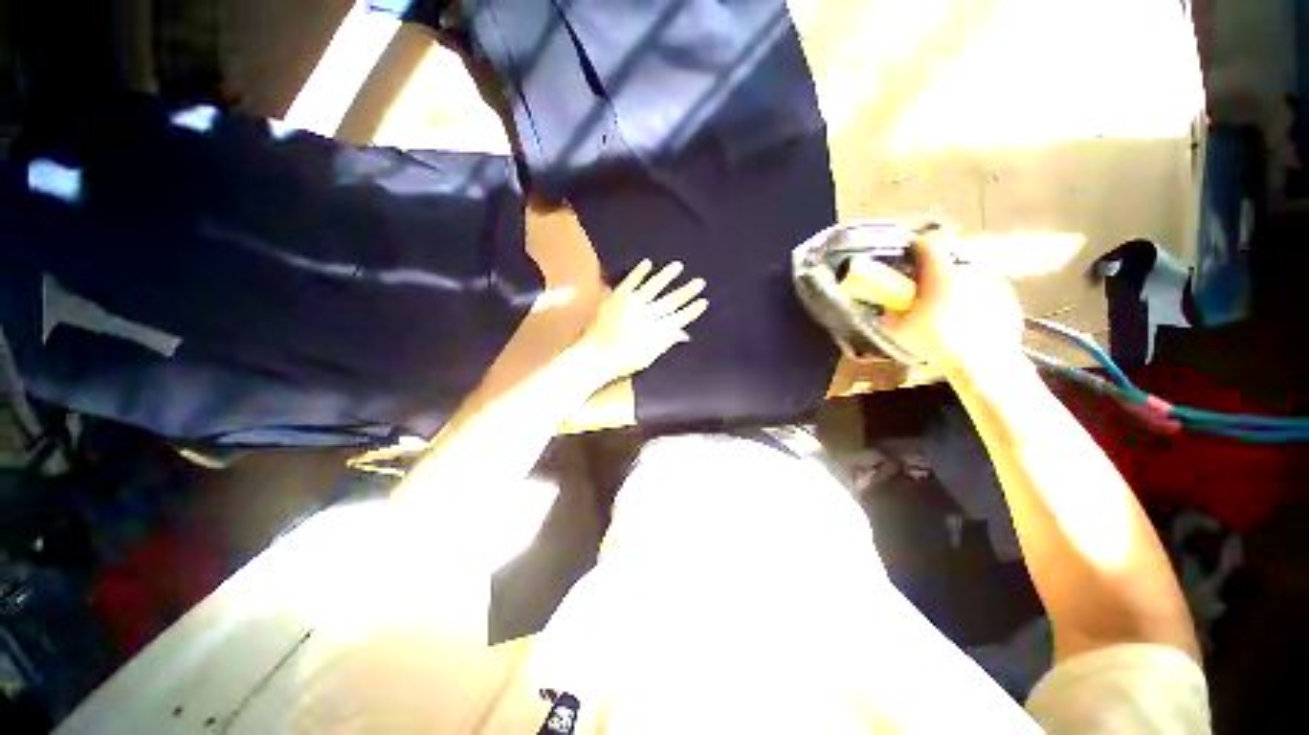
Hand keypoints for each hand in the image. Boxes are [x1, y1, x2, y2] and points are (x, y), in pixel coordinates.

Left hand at [577, 260, 708, 382]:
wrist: (594, 356)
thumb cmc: (622, 360)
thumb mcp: (648, 357)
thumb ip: (665, 343)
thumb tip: (684, 333)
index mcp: (654, 332)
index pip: (678, 318)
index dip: (691, 310)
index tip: (703, 302)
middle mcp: (645, 315)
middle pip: (670, 301)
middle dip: (687, 291)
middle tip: (700, 282)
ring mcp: (630, 304)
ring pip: (653, 286)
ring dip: (667, 276)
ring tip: (678, 266)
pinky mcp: (617, 297)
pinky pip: (630, 281)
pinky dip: (639, 272)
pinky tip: (648, 263)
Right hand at [882, 235, 1024, 378]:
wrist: (982, 363)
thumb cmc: (937, 342)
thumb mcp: (899, 330)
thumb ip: (889, 313)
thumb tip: (888, 306)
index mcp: (941, 274)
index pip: (928, 244)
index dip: (916, 246)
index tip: (910, 253)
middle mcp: (970, 272)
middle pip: (949, 264)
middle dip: (937, 276)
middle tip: (927, 295)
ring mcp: (994, 285)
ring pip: (970, 280)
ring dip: (959, 290)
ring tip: (950, 314)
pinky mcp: (1009, 301)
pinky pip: (989, 296)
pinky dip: (979, 304)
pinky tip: (971, 324)